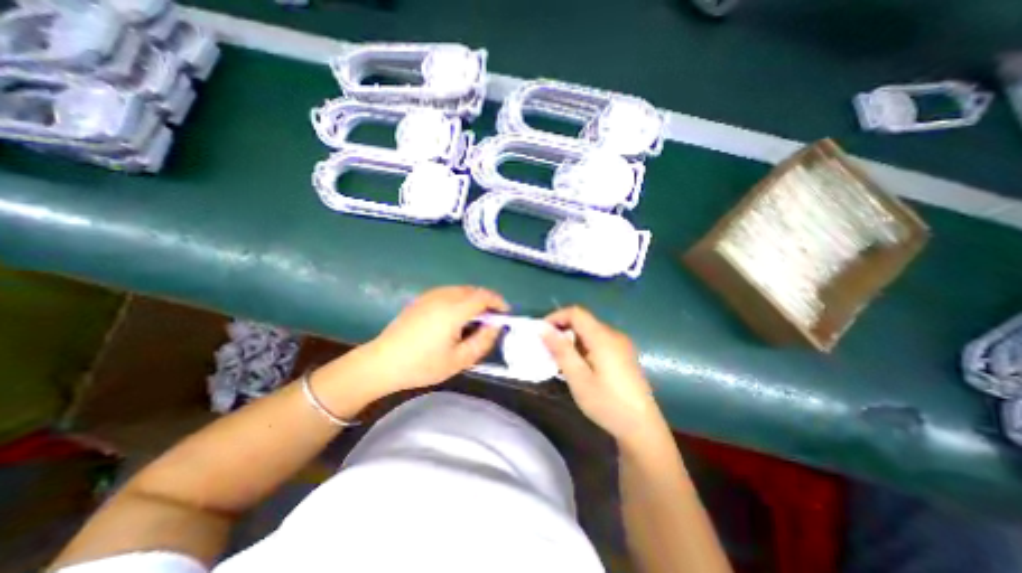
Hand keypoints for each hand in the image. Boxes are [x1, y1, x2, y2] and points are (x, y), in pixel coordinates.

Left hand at [356, 284, 511, 395]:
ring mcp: (431, 295)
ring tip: (476, 319)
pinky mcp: (422, 299)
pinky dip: (461, 299)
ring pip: (461, 290)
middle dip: (488, 301)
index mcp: (454, 310)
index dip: (498, 302)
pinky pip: (449, 292)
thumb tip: (495, 326)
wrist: (382, 362)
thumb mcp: (459, 360)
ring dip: (474, 300)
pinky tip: (456, 317)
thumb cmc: (422, 365)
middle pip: (474, 290)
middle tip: (492, 319)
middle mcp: (444, 296)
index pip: (484, 296)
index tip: (506, 314)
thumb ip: (483, 341)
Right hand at [542, 306, 663, 445]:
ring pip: (590, 331)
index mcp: (603, 337)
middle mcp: (614, 335)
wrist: (642, 427)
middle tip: (548, 349)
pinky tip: (579, 365)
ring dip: (572, 339)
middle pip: (583, 321)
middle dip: (562, 330)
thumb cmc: (607, 403)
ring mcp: (621, 344)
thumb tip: (542, 328)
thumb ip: (560, 350)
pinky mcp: (624, 354)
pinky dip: (583, 346)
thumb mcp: (578, 378)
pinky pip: (598, 341)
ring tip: (561, 360)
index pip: (576, 312)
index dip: (556, 317)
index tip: (541, 333)